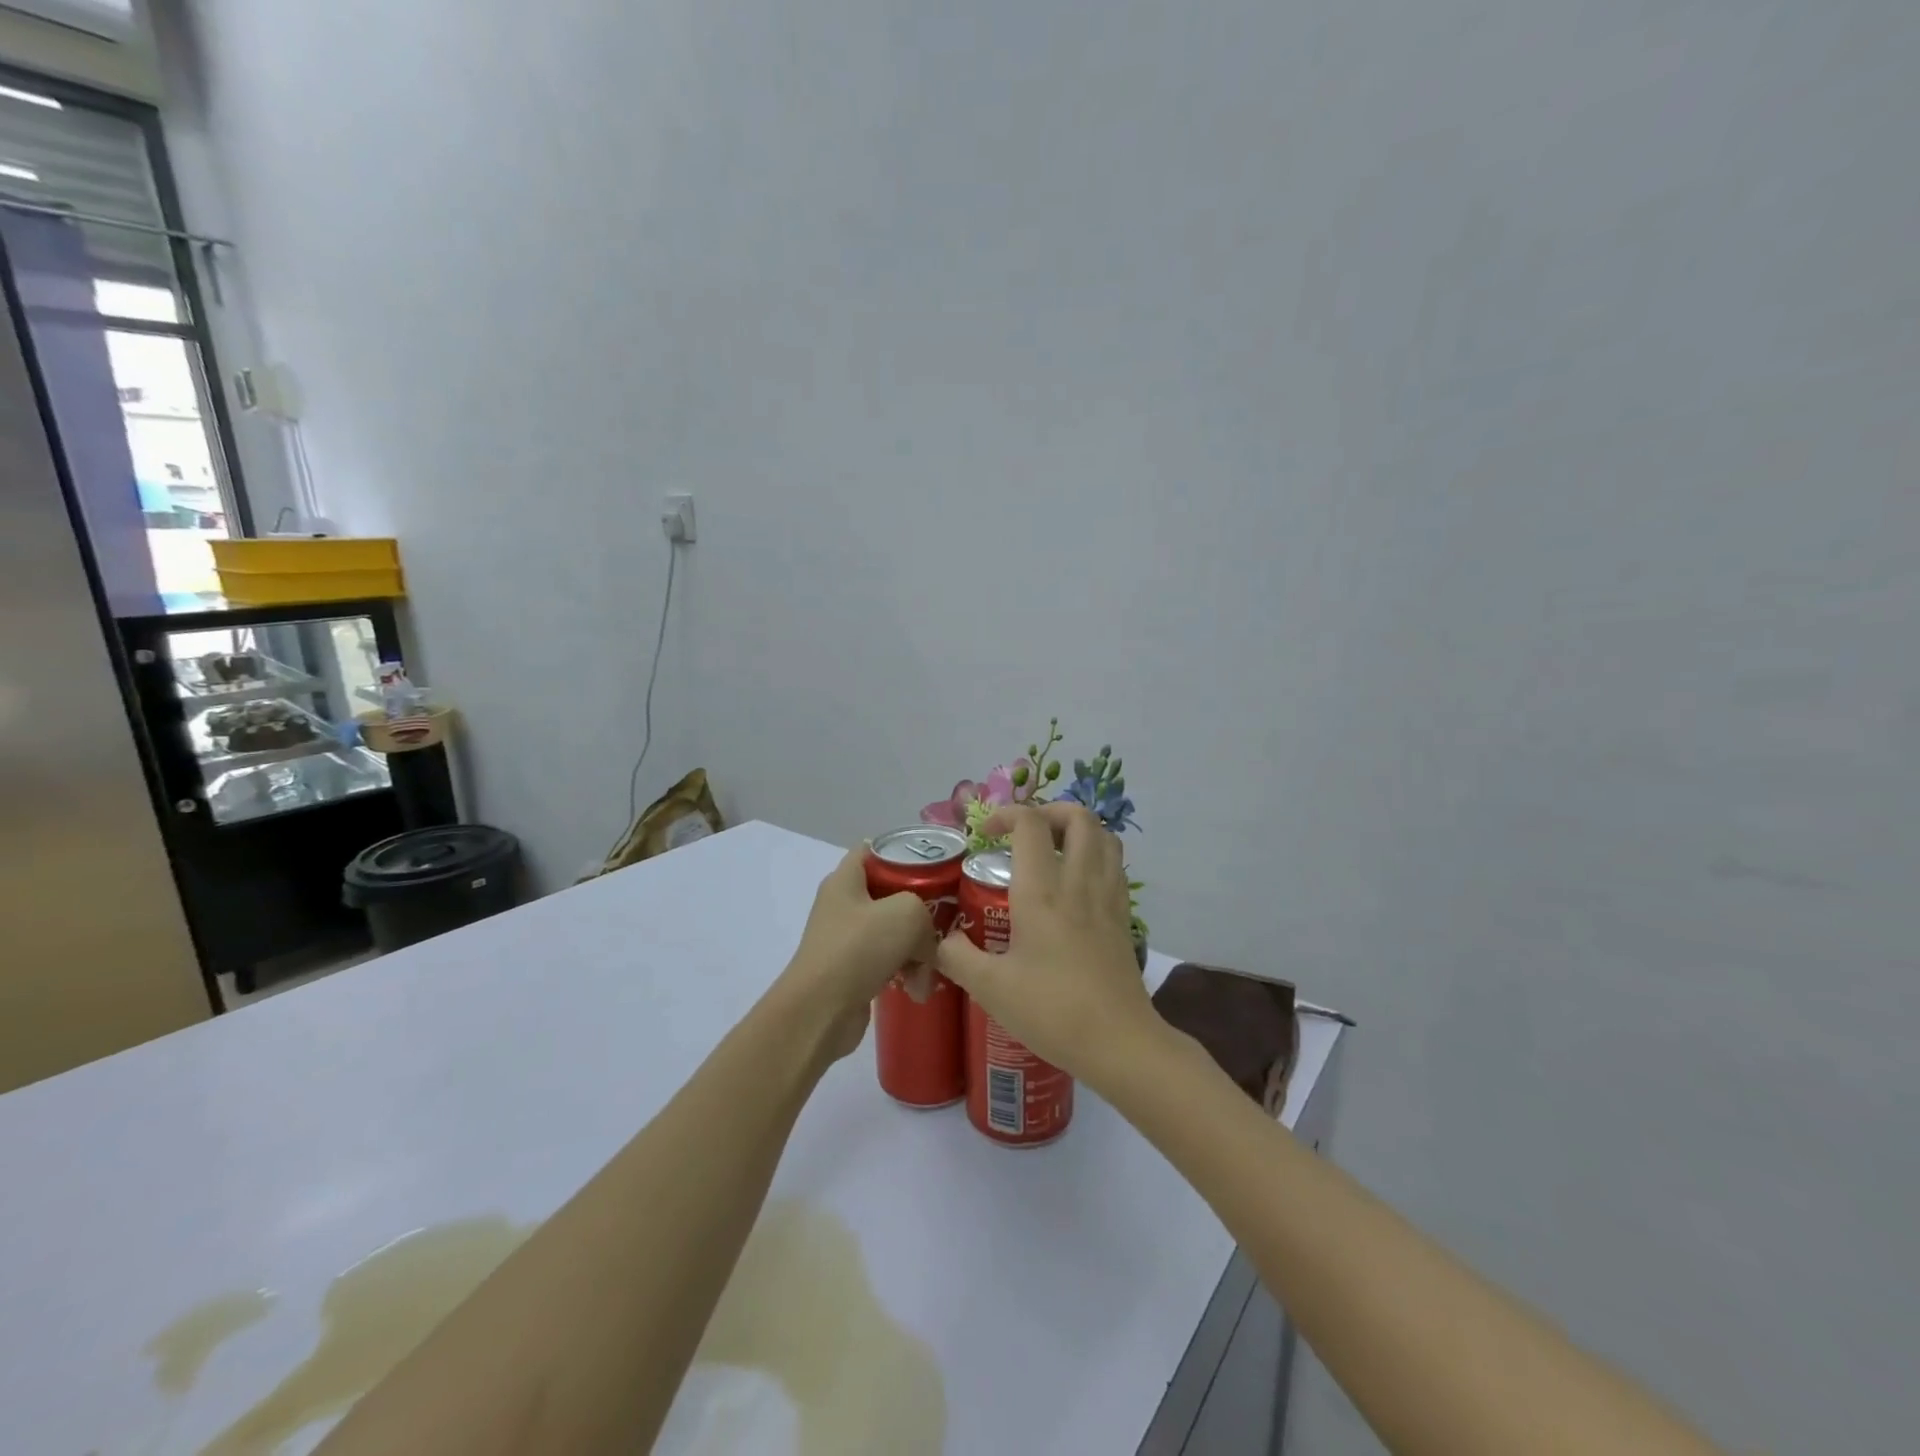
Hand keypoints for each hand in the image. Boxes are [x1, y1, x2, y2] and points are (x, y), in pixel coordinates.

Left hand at [779, 845, 938, 1060]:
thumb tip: (925, 942)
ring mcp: (846, 940)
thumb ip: (926, 913)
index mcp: (846, 880)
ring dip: (917, 950)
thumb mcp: (907, 913)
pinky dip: (905, 972)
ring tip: (931, 969)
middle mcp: (843, 905)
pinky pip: (887, 962)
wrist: (820, 1011)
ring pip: (893, 933)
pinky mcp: (851, 971)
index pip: (873, 850)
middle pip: (890, 895)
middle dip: (920, 910)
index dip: (903, 852)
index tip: (935, 867)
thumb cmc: (859, 948)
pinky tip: (918, 989)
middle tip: (944, 921)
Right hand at [935, 803, 1160, 1086]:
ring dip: (1077, 830)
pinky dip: (1095, 855)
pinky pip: (1114, 865)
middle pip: (1078, 816)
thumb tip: (941, 940)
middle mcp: (1079, 883)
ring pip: (1104, 836)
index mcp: (1042, 892)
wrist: (1119, 1043)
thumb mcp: (990, 988)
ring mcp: (1108, 897)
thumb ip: (957, 956)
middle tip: (1024, 833)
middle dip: (1049, 811)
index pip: (1030, 824)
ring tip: (1052, 849)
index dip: (1006, 814)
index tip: (985, 834)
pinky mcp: (1124, 916)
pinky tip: (1075, 883)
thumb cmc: (1052, 1011)